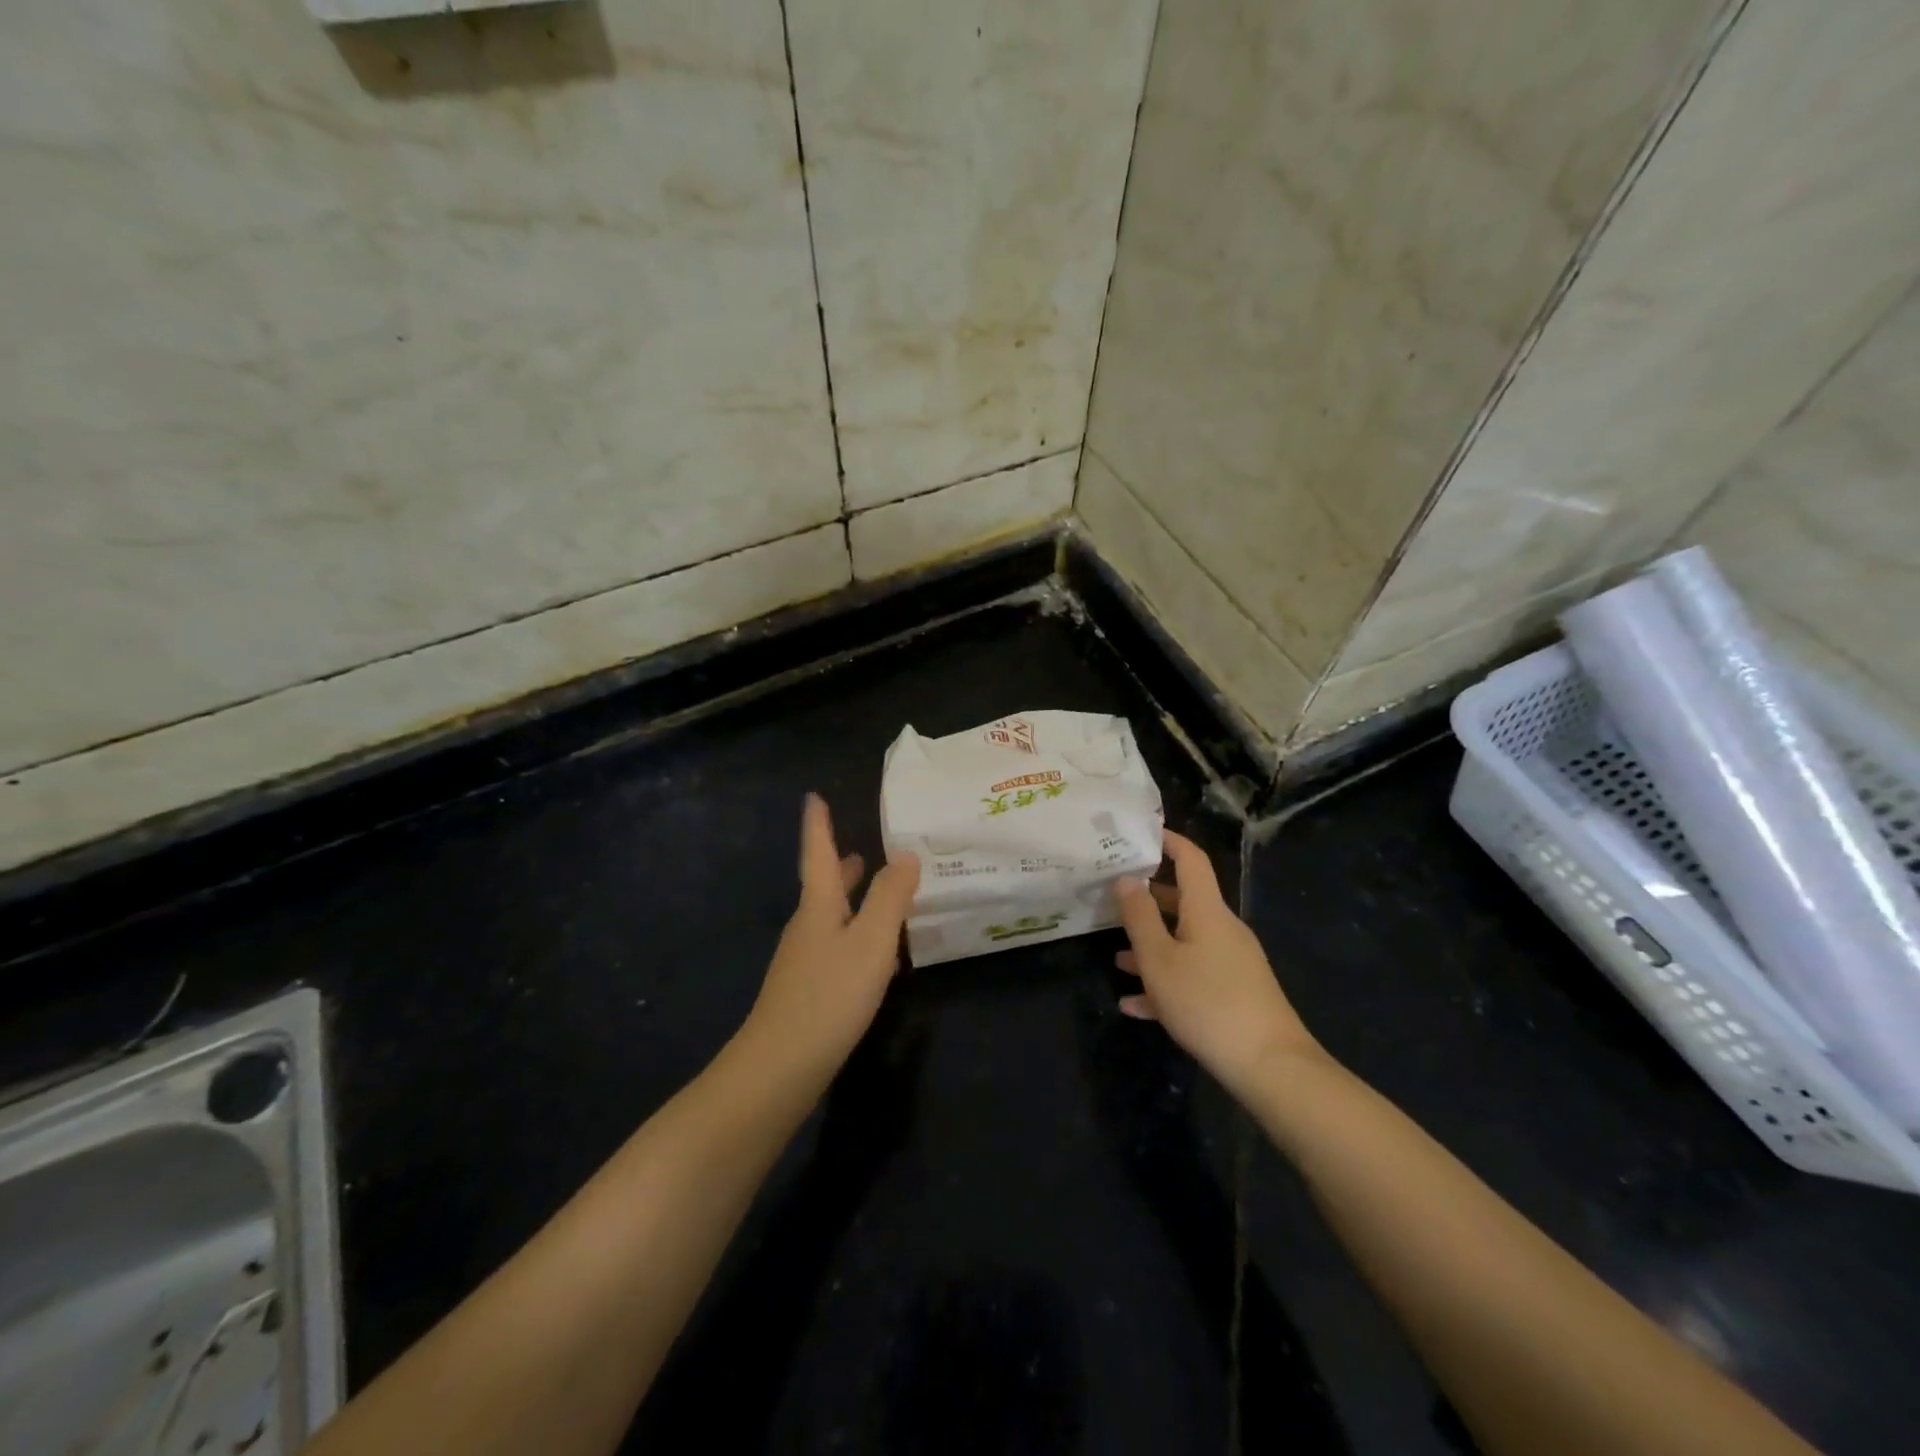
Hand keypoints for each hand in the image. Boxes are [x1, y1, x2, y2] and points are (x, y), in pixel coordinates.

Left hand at [744, 794, 920, 1076]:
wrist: (780, 1068)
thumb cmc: (829, 996)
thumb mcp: (870, 942)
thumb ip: (889, 897)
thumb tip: (905, 855)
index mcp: (819, 907)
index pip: (820, 854)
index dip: (818, 825)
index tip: (813, 797)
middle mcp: (807, 927)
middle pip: (824, 886)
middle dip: (841, 865)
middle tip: (858, 848)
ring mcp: (803, 961)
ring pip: (830, 917)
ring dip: (850, 900)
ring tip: (873, 893)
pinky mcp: (807, 991)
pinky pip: (835, 947)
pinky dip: (854, 934)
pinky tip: (873, 954)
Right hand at [1115, 830, 1324, 1094]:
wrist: (1271, 1066)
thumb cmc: (1207, 1002)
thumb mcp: (1160, 959)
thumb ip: (1139, 917)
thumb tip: (1127, 878)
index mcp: (1207, 911)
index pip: (1191, 859)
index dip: (1168, 841)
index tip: (1141, 833)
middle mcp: (1223, 929)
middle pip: (1184, 902)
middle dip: (1148, 901)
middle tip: (1113, 899)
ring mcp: (1232, 962)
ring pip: (1185, 942)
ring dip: (1153, 947)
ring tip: (1117, 960)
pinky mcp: (1236, 993)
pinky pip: (1194, 976)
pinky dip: (1167, 983)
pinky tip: (1136, 1006)